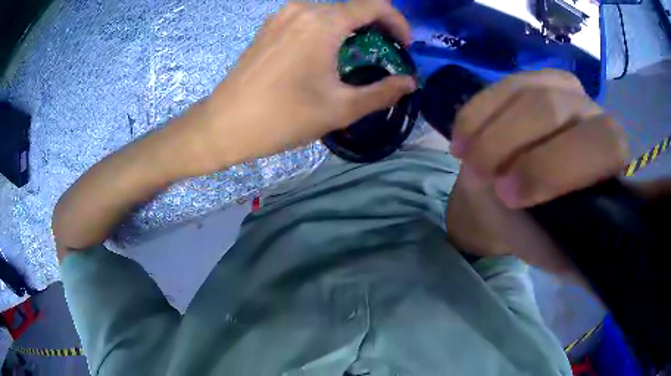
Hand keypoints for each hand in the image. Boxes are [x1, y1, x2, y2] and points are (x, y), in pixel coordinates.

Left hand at [181, 0, 415, 175]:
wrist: (224, 125)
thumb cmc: (282, 117)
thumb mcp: (340, 108)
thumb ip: (382, 92)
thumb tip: (410, 83)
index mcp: (322, 22)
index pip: (374, 6)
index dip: (397, 22)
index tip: (404, 46)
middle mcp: (302, 9)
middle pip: (351, 8)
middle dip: (375, 27)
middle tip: (384, 55)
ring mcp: (281, 16)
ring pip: (329, 13)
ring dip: (350, 29)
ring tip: (356, 57)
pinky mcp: (268, 27)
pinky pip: (307, 20)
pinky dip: (326, 31)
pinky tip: (325, 54)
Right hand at [445, 69, 629, 275]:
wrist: (511, 200)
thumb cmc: (539, 230)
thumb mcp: (555, 252)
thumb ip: (573, 250)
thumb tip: (599, 251)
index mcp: (612, 163)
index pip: (604, 145)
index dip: (557, 166)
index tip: (510, 196)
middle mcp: (596, 117)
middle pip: (556, 109)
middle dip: (510, 143)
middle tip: (479, 176)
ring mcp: (566, 91)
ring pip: (527, 93)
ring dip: (489, 130)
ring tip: (467, 160)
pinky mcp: (536, 79)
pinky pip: (504, 85)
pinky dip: (477, 112)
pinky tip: (463, 138)